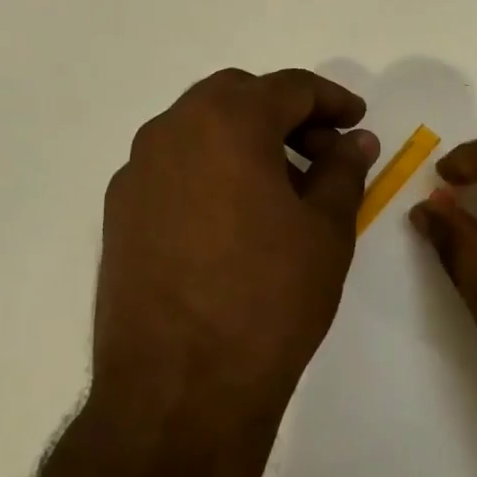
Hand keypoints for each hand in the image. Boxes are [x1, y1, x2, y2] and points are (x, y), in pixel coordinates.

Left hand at [90, 68, 377, 465]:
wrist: (180, 389)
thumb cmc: (269, 298)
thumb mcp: (326, 229)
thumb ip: (343, 170)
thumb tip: (356, 140)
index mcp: (227, 122)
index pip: (289, 87)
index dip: (332, 100)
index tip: (358, 122)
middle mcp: (172, 131)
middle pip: (237, 96)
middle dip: (286, 114)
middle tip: (322, 152)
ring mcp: (136, 173)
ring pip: (200, 129)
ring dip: (246, 140)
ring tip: (283, 189)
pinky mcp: (119, 214)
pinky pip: (174, 167)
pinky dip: (212, 169)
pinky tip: (236, 219)